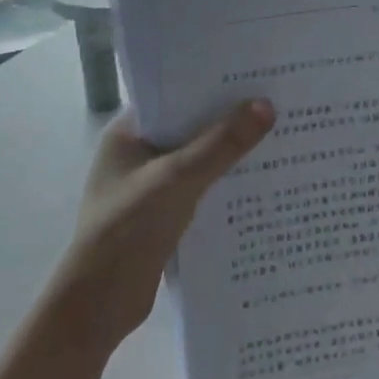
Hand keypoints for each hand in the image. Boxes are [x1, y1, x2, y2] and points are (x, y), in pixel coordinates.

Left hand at [59, 100, 275, 351]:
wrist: (98, 306)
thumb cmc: (127, 230)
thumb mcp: (177, 180)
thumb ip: (221, 144)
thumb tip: (266, 105)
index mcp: (128, 133)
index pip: (173, 93)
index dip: (211, 82)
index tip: (253, 72)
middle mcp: (138, 153)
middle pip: (190, 126)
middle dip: (228, 118)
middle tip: (278, 99)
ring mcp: (150, 185)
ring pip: (198, 158)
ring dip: (230, 152)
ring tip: (280, 134)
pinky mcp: (164, 214)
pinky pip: (201, 187)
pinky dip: (225, 183)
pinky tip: (261, 180)